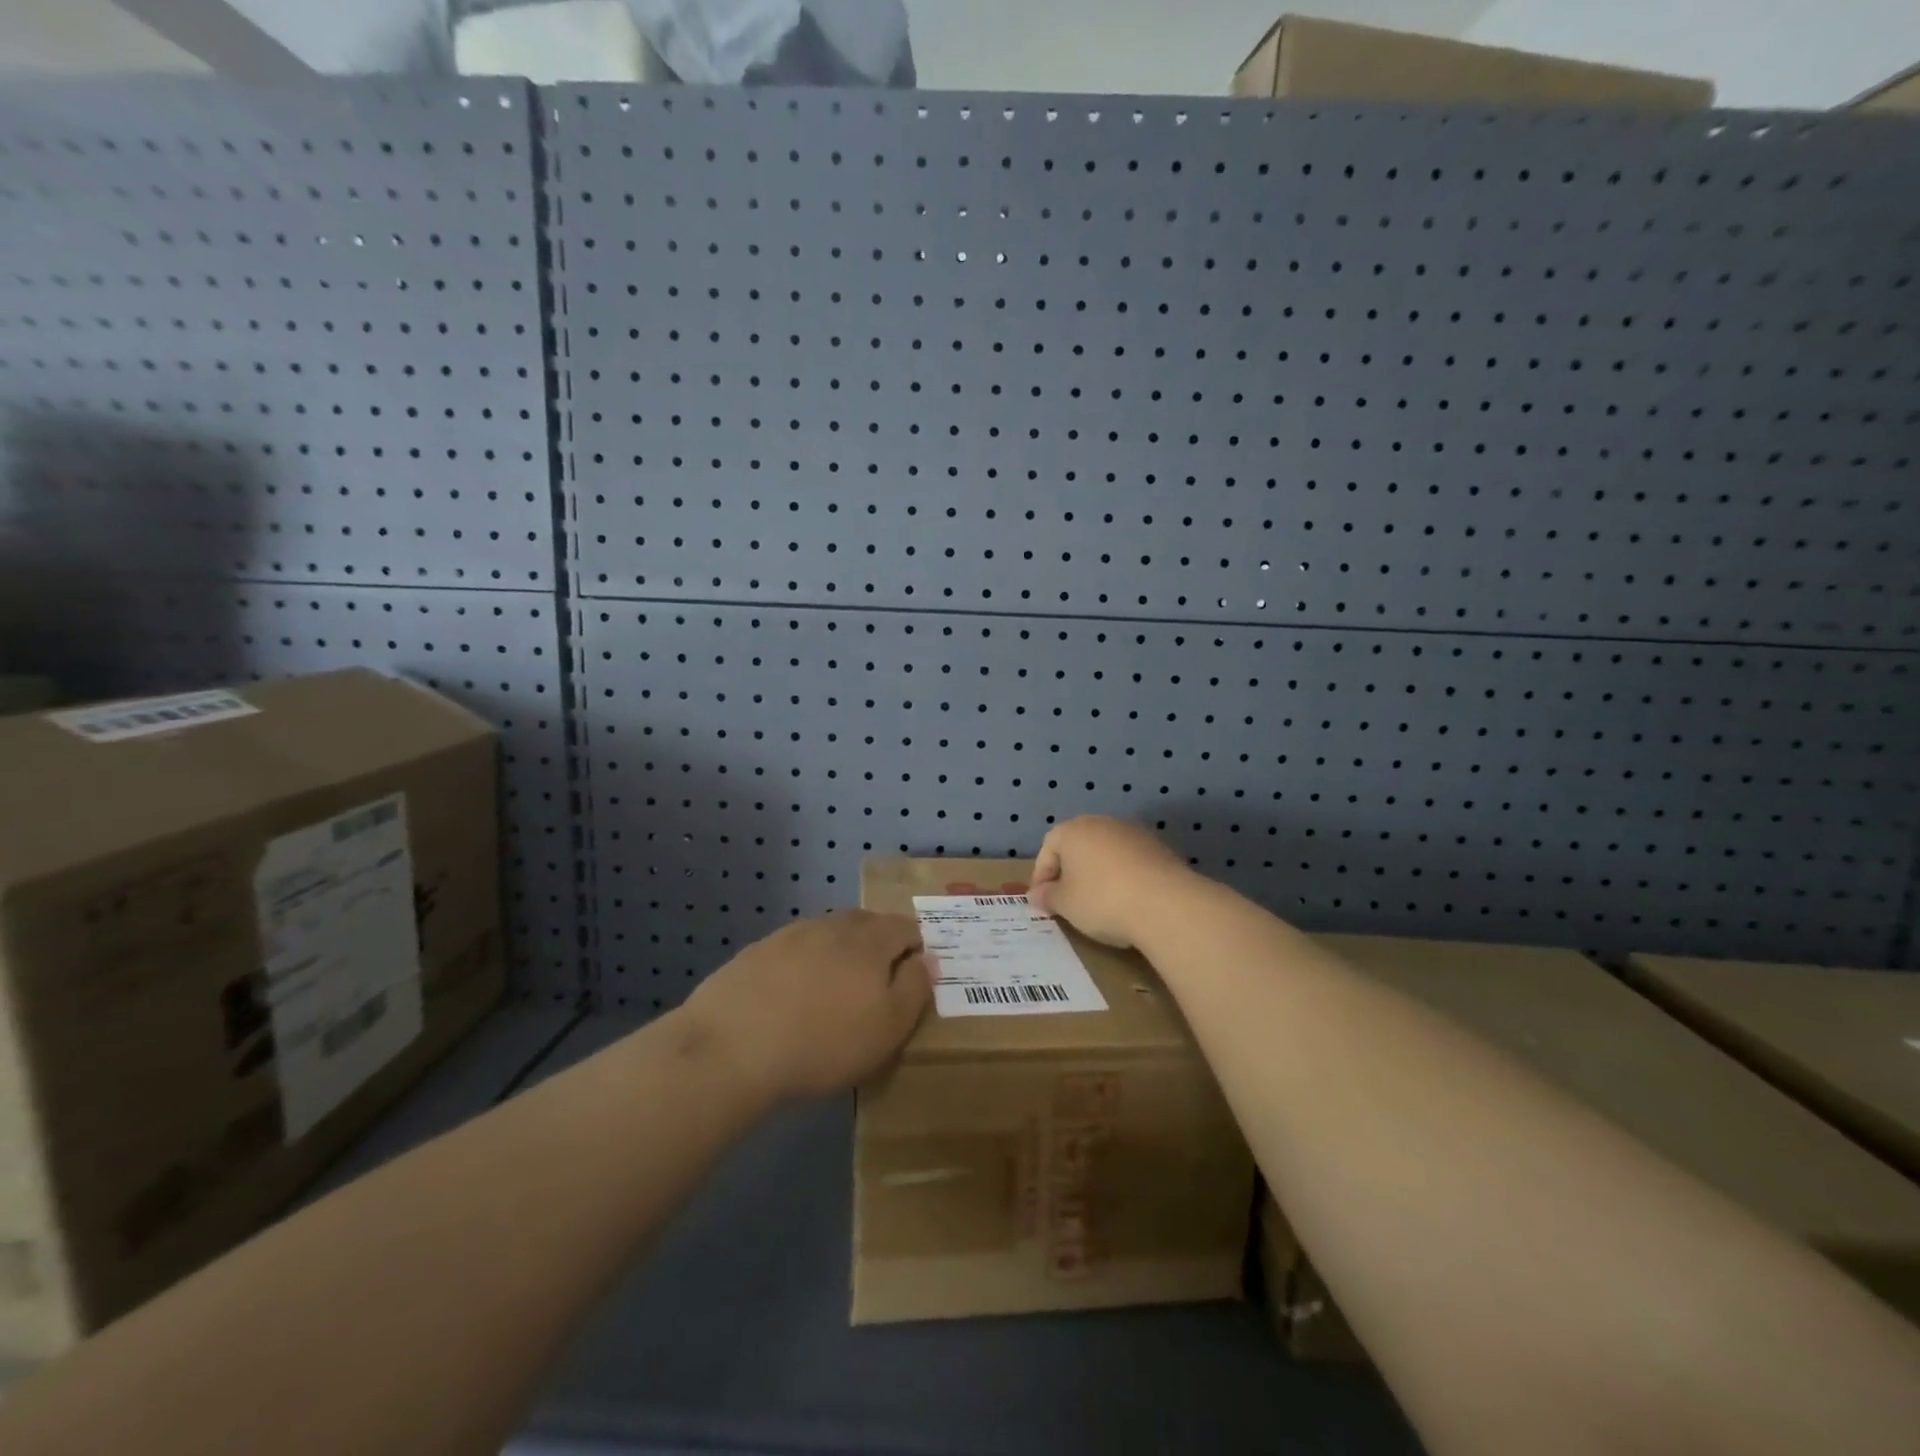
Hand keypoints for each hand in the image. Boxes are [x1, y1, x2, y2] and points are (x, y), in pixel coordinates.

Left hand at [682, 911, 933, 1100]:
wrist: (731, 1048)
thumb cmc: (824, 1043)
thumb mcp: (888, 1028)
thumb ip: (915, 989)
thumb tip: (928, 959)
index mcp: (869, 941)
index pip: (904, 927)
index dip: (915, 946)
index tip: (913, 974)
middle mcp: (832, 926)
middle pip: (865, 923)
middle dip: (878, 944)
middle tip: (877, 980)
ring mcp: (789, 936)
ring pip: (827, 933)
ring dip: (838, 951)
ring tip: (834, 987)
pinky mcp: (755, 953)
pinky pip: (792, 949)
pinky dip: (802, 963)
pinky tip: (791, 994)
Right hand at [1028, 816, 1195, 947]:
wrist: (1166, 904)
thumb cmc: (1102, 900)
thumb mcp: (1065, 904)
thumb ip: (1047, 897)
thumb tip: (1038, 894)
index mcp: (1072, 830)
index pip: (1048, 848)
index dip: (1041, 876)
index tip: (1042, 902)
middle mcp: (1101, 822)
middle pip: (1077, 845)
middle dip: (1070, 871)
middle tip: (1067, 900)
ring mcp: (1134, 832)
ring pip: (1106, 852)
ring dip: (1098, 873)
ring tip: (1098, 903)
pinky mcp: (1159, 847)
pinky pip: (1130, 861)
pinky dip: (1123, 876)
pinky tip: (1126, 900)